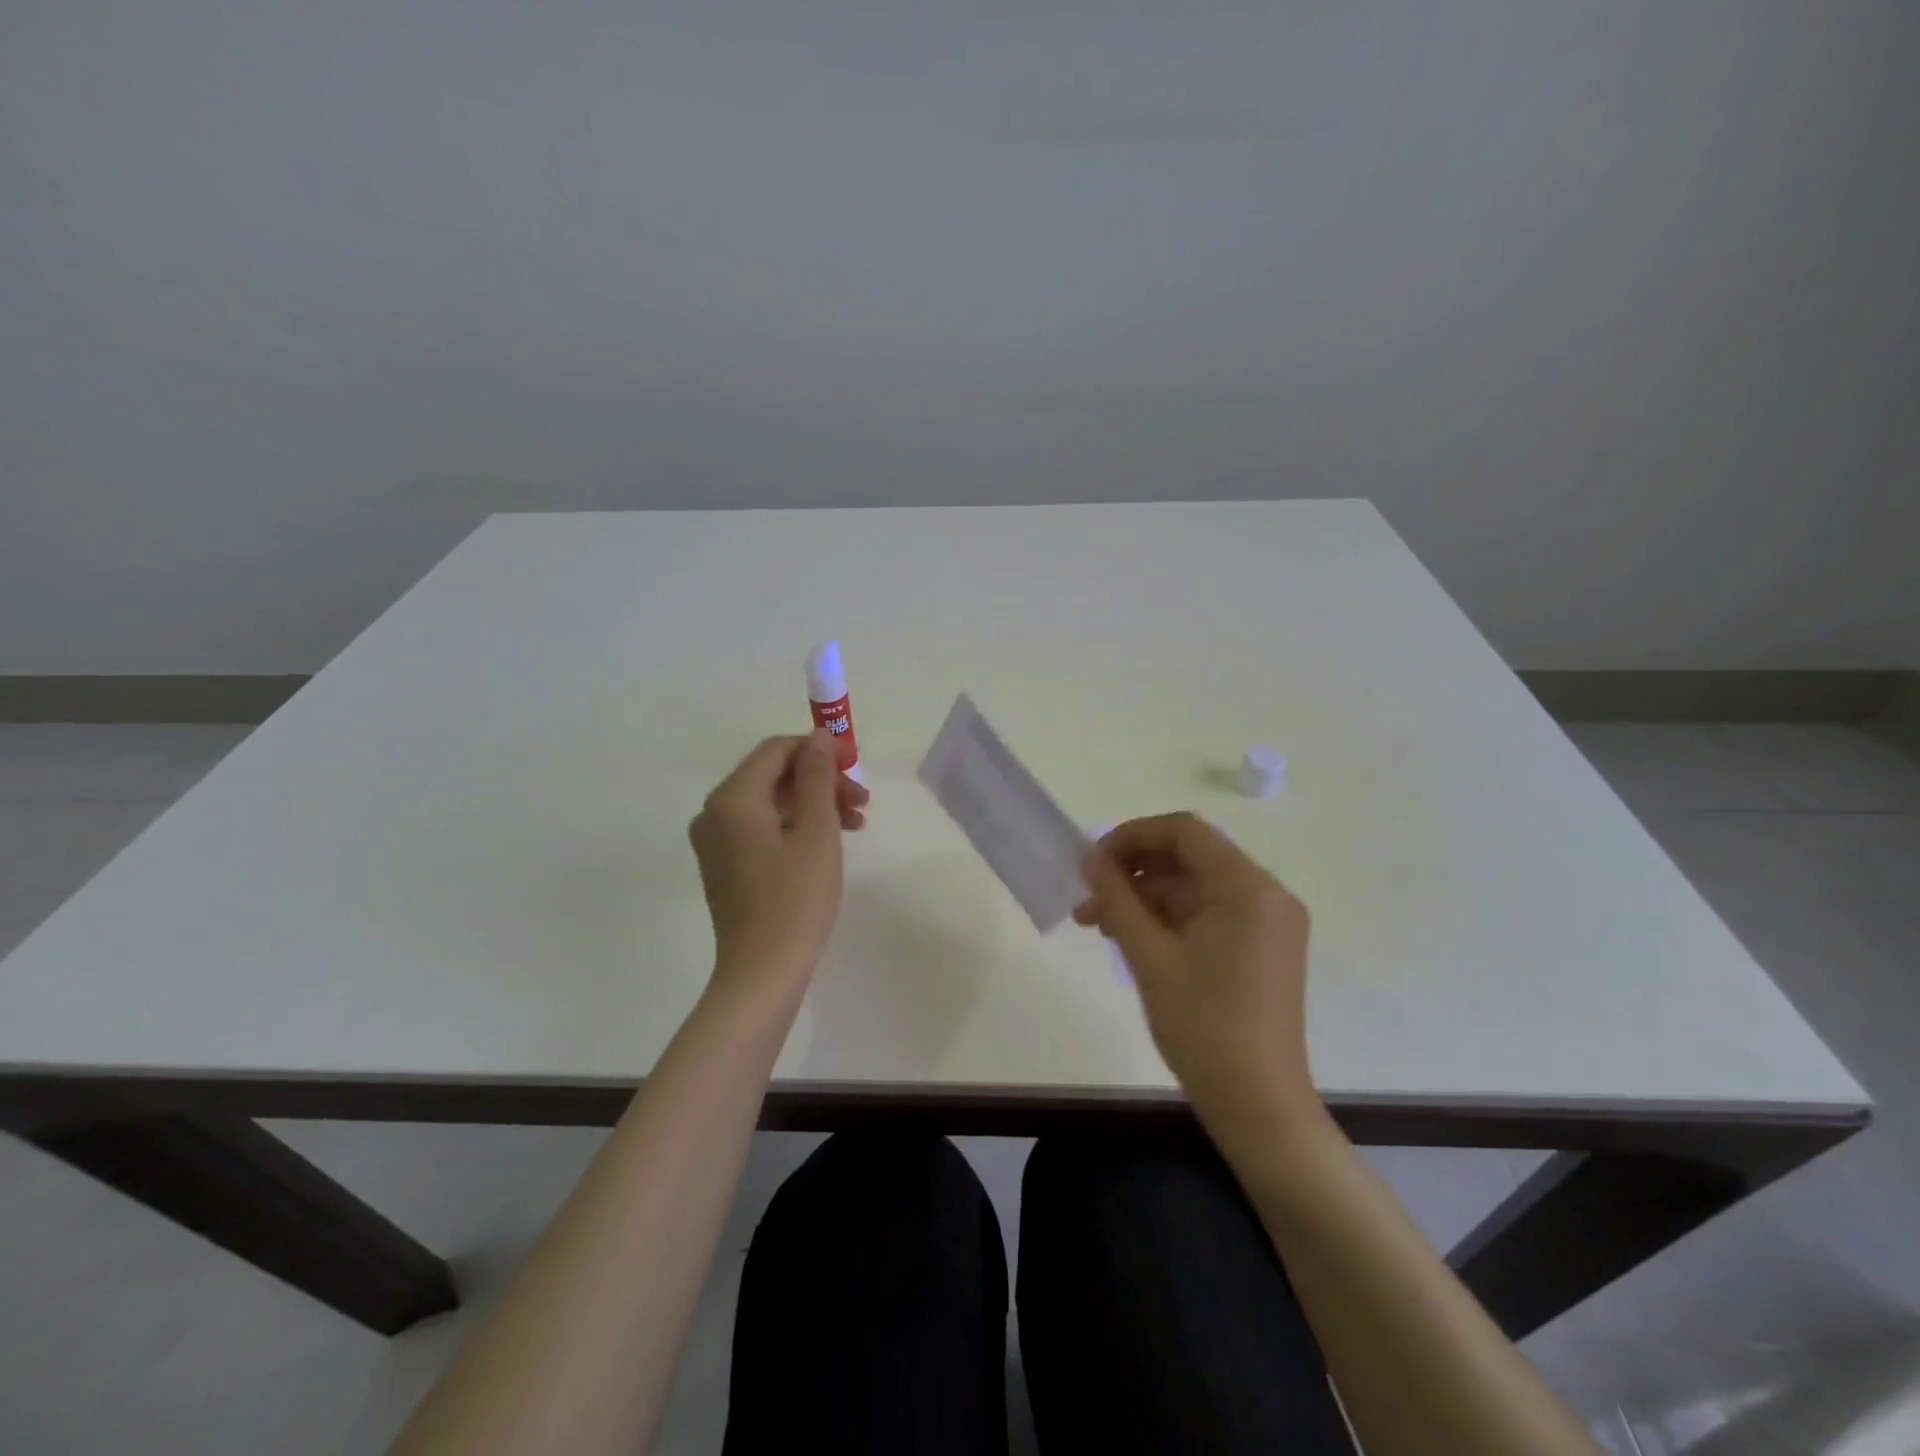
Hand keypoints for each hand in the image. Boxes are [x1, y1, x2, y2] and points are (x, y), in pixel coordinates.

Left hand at [689, 730, 867, 988]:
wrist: (763, 972)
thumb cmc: (796, 898)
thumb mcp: (817, 831)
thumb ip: (817, 776)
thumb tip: (818, 737)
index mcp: (732, 798)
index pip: (777, 750)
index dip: (819, 749)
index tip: (857, 762)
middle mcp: (715, 813)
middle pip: (774, 776)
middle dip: (821, 781)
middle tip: (862, 801)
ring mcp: (716, 841)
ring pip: (771, 803)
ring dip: (814, 804)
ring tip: (856, 822)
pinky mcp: (725, 865)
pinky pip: (762, 828)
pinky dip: (796, 826)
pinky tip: (829, 841)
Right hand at [1075, 812, 1319, 1136]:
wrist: (1259, 1106)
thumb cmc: (1203, 1027)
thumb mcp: (1149, 957)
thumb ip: (1117, 899)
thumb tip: (1090, 860)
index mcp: (1247, 887)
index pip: (1183, 831)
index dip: (1131, 836)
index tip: (1093, 863)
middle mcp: (1266, 894)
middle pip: (1189, 857)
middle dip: (1133, 871)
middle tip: (1088, 897)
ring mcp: (1268, 922)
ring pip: (1195, 887)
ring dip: (1145, 897)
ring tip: (1097, 924)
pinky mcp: (1262, 947)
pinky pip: (1209, 913)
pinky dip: (1169, 918)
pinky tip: (1131, 938)